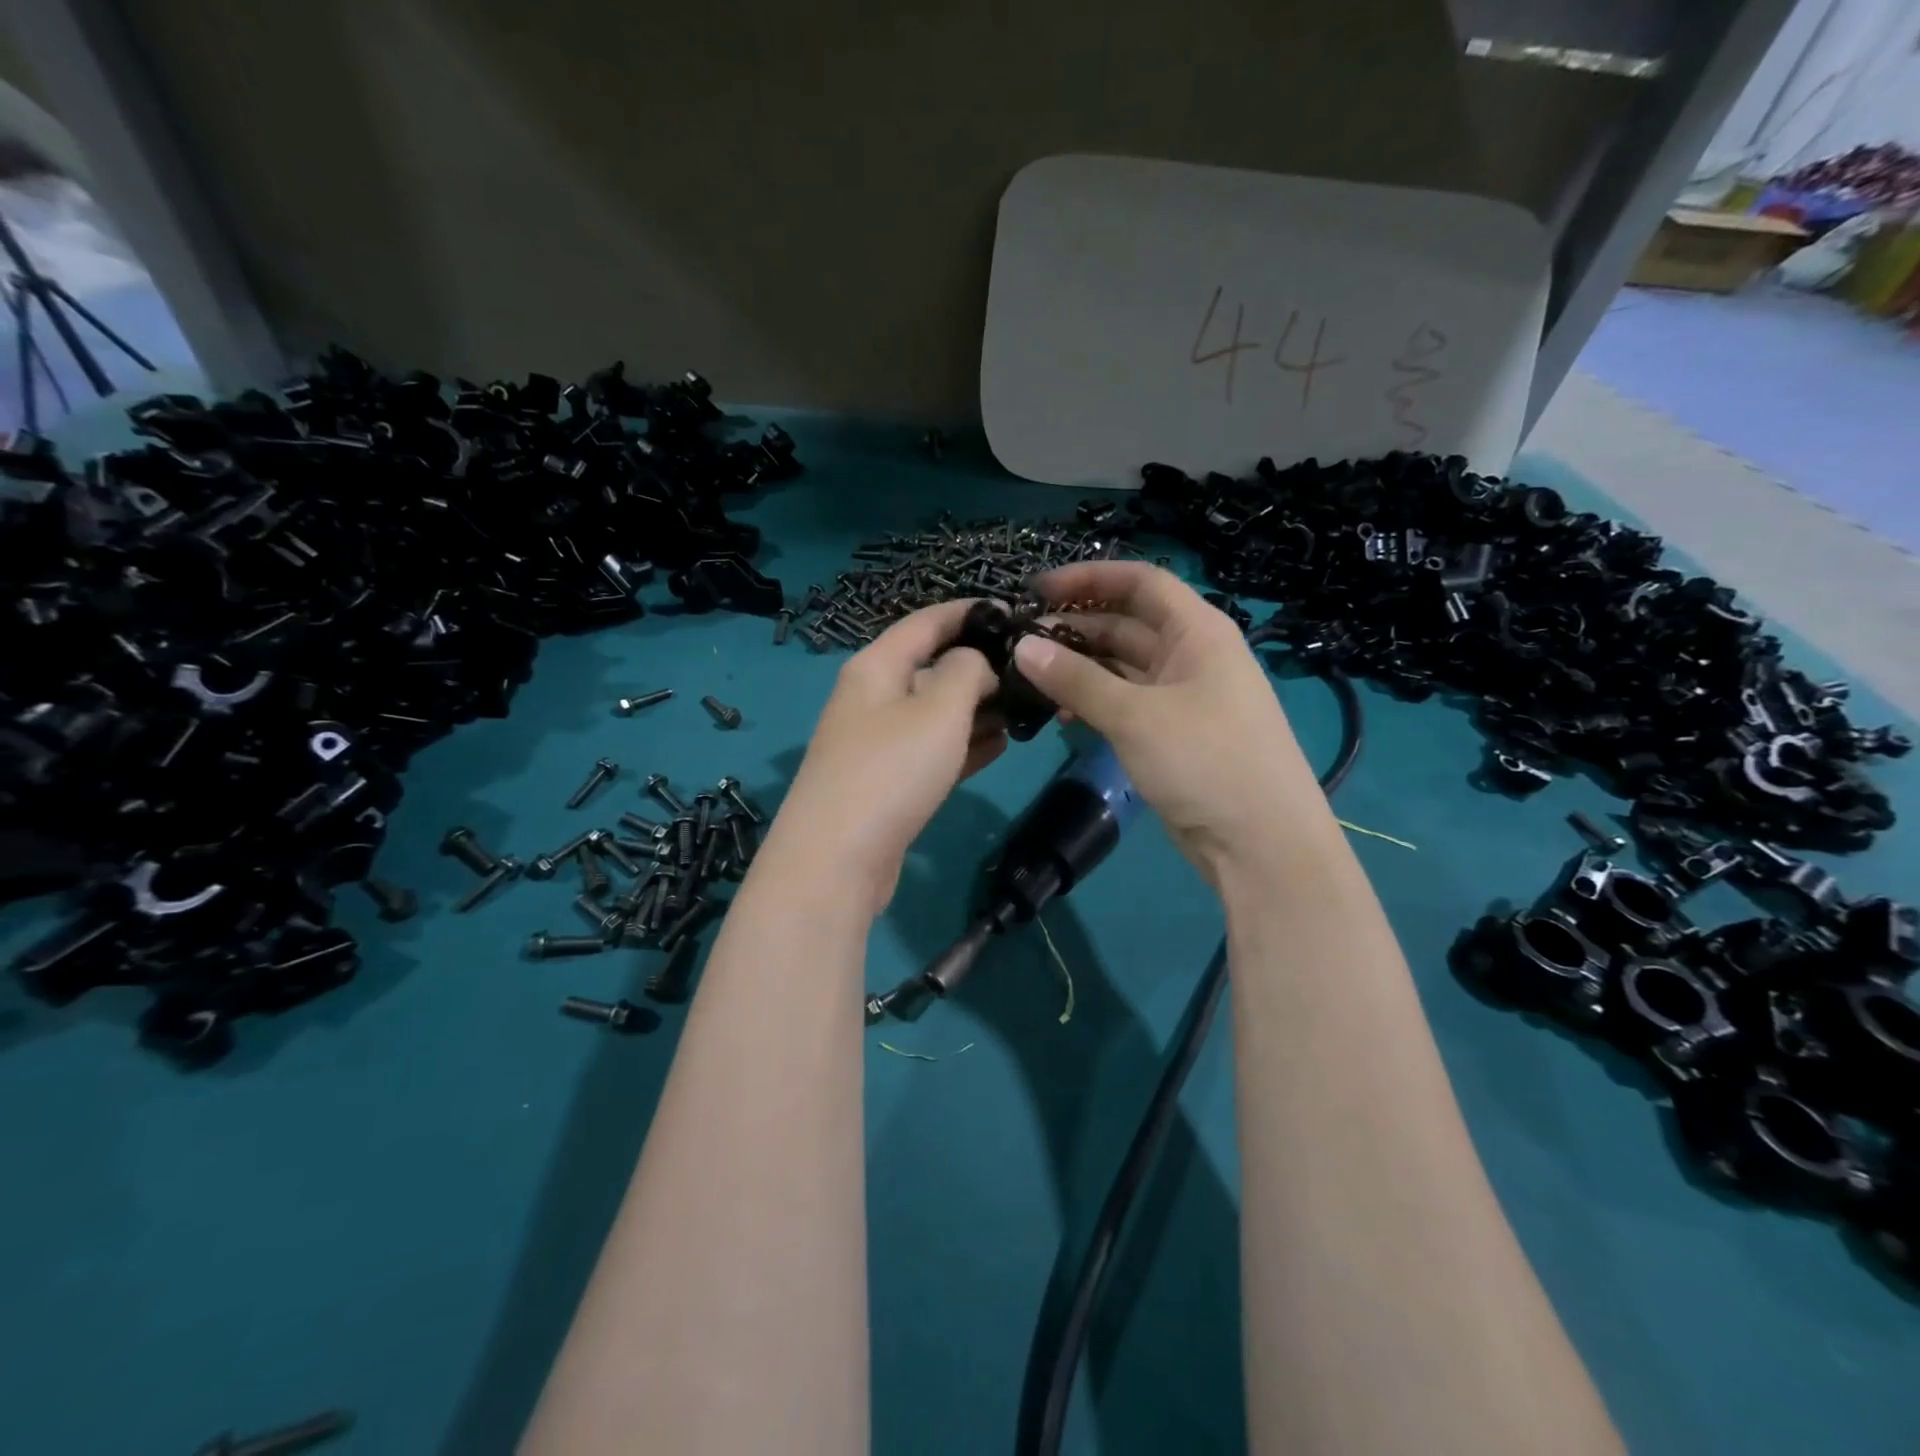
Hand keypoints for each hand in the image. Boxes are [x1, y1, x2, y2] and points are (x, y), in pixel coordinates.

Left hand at [766, 599, 1004, 913]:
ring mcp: (876, 744)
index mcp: (875, 667)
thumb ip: (966, 671)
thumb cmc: (891, 770)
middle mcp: (871, 698)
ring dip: (977, 710)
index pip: (925, 622)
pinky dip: (963, 746)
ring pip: (934, 713)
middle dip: (979, 667)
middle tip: (1029, 673)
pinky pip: (931, 751)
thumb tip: (975, 663)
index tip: (1012, 612)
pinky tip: (999, 746)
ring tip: (1024, 710)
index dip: (968, 612)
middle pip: (931, 668)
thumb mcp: (939, 708)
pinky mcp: (886, 783)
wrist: (836, 860)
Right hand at [1013, 562, 1329, 885]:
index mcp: (1197, 631)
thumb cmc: (1206, 761)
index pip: (1140, 582)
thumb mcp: (1135, 716)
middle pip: (1126, 623)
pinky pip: (1124, 703)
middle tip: (1021, 642)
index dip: (1088, 579)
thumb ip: (1076, 679)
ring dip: (1079, 669)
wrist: (1260, 843)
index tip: (1038, 591)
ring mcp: (1181, 696)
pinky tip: (1060, 717)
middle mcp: (1190, 654)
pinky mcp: (1171, 733)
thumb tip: (1022, 647)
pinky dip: (1093, 703)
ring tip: (1030, 679)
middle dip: (1075, 628)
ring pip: (1121, 666)